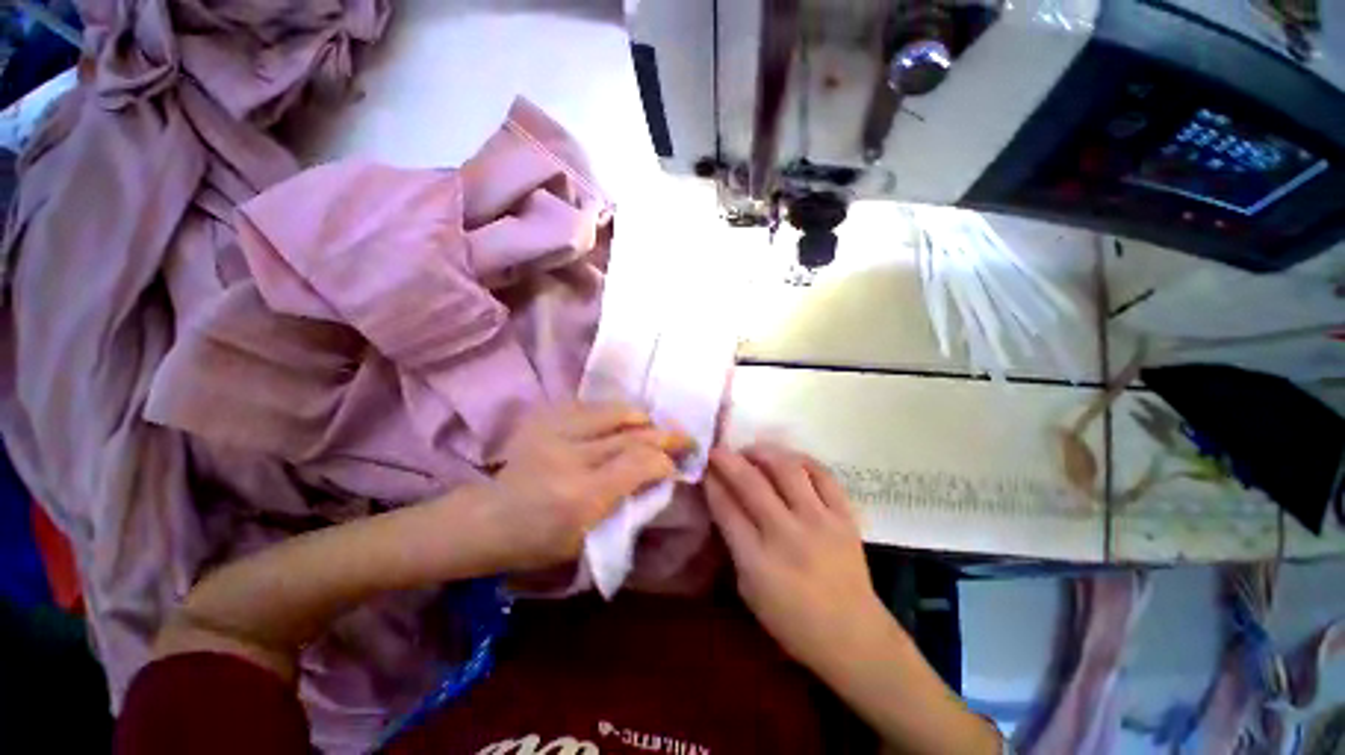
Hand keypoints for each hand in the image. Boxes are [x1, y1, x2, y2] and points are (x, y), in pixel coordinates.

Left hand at [483, 402, 693, 569]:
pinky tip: (624, 421)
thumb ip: (627, 504)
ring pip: (616, 412)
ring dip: (643, 419)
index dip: (665, 461)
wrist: (484, 519)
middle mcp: (573, 456)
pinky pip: (593, 406)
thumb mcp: (587, 538)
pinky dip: (616, 412)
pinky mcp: (546, 419)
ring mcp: (557, 431)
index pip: (640, 464)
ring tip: (654, 427)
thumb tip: (659, 477)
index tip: (677, 466)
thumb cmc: (536, 542)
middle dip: (666, 435)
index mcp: (583, 496)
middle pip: (633, 435)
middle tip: (685, 438)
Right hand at [706, 444, 889, 675]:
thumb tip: (723, 502)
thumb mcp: (749, 590)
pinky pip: (823, 475)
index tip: (704, 467)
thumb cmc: (792, 621)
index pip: (726, 508)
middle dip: (728, 460)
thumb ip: (734, 544)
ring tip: (752, 451)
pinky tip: (789, 459)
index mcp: (758, 561)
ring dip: (764, 453)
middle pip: (751, 483)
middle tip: (717, 450)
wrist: (853, 637)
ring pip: (787, 470)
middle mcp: (788, 534)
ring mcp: (820, 522)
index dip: (712, 482)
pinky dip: (802, 461)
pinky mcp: (845, 517)